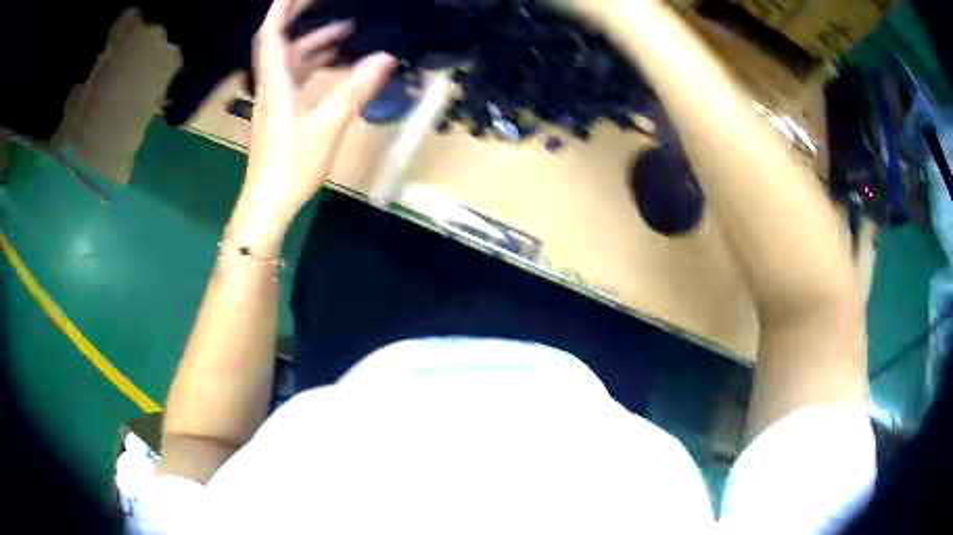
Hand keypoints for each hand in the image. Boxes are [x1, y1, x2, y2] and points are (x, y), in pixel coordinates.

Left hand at [231, 0, 395, 251]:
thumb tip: (386, 57)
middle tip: (327, 1)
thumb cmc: (291, 166)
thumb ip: (355, 89)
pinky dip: (315, 64)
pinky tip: (337, 64)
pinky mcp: (281, 113)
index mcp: (276, 83)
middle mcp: (271, 85)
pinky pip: (296, 77)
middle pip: (280, 41)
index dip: (281, 9)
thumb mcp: (328, 126)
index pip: (271, 34)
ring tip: (347, 30)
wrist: (267, 203)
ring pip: (291, 60)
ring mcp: (275, 99)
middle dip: (300, 17)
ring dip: (315, 42)